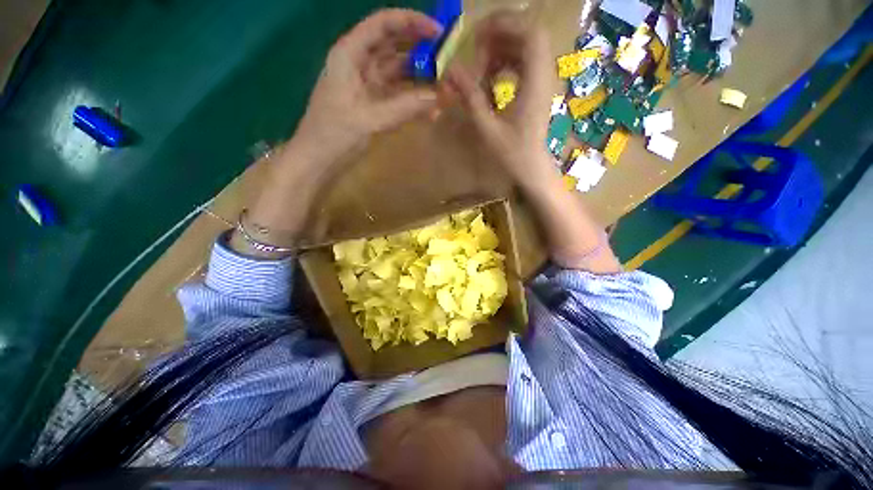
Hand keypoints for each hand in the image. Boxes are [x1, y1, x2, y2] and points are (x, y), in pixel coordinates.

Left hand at [292, 9, 442, 162]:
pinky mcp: (375, 105)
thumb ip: (405, 107)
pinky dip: (415, 102)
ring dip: (422, 81)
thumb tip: (440, 97)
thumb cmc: (334, 136)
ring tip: (445, 91)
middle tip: (449, 64)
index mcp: (350, 54)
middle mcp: (361, 64)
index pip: (383, 25)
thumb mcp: (370, 119)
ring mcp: (369, 86)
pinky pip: (399, 97)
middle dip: (422, 53)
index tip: (439, 32)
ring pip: (400, 75)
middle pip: (395, 48)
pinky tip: (431, 111)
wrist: (319, 161)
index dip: (411, 22)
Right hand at [445, 12, 555, 186]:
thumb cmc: (512, 153)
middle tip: (475, 50)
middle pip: (528, 34)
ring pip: (524, 47)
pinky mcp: (536, 87)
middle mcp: (543, 75)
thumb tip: (452, 70)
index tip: (477, 36)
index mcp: (535, 83)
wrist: (531, 166)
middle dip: (499, 35)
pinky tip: (490, 79)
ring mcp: (542, 80)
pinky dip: (504, 63)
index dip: (505, 24)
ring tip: (480, 68)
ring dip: (500, 50)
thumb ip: (471, 97)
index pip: (530, 33)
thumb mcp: (488, 128)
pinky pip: (522, 62)